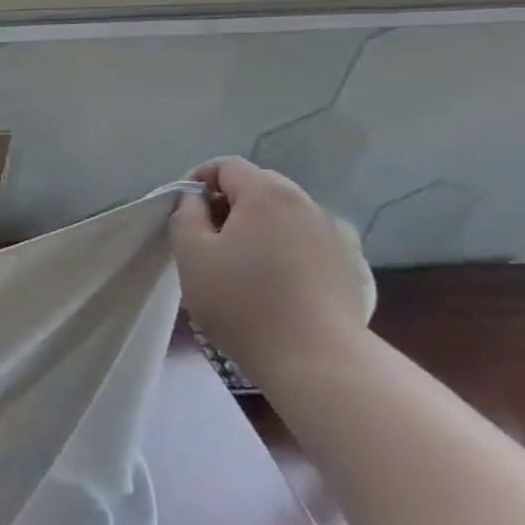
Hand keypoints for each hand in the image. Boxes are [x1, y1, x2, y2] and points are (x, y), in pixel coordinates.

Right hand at [170, 157, 368, 365]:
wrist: (316, 358)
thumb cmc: (242, 300)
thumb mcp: (192, 254)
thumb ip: (186, 215)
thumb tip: (197, 201)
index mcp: (267, 194)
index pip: (227, 165)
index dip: (197, 178)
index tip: (181, 208)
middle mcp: (304, 204)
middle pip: (258, 185)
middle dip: (226, 201)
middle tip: (203, 234)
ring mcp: (330, 234)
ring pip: (281, 214)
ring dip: (253, 225)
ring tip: (233, 260)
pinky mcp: (343, 265)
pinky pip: (300, 239)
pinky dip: (277, 246)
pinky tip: (266, 280)